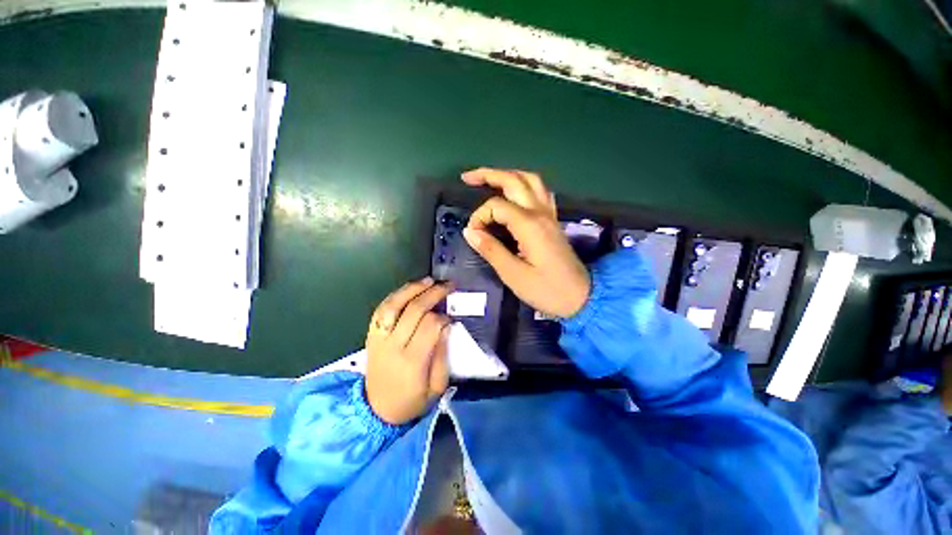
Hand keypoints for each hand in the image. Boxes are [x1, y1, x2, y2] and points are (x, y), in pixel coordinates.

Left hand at [365, 277, 451, 424]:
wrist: (376, 412)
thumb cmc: (412, 401)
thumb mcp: (436, 387)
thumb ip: (442, 355)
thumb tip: (446, 326)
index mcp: (412, 361)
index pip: (430, 326)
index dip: (443, 316)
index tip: (451, 317)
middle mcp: (393, 346)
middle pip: (414, 310)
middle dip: (433, 293)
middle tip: (448, 285)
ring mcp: (379, 339)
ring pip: (393, 305)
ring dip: (412, 289)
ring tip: (428, 280)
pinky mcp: (371, 336)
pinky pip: (381, 309)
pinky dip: (395, 296)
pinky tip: (408, 289)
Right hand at [461, 168, 590, 317]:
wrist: (581, 297)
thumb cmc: (546, 290)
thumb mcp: (513, 275)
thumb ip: (491, 250)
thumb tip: (469, 231)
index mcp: (529, 225)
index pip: (497, 206)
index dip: (479, 217)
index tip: (473, 235)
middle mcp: (540, 213)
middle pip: (514, 180)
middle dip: (488, 174)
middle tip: (467, 177)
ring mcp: (549, 214)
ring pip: (530, 180)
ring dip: (508, 175)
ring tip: (489, 179)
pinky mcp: (553, 221)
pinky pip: (540, 192)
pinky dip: (525, 185)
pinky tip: (516, 193)